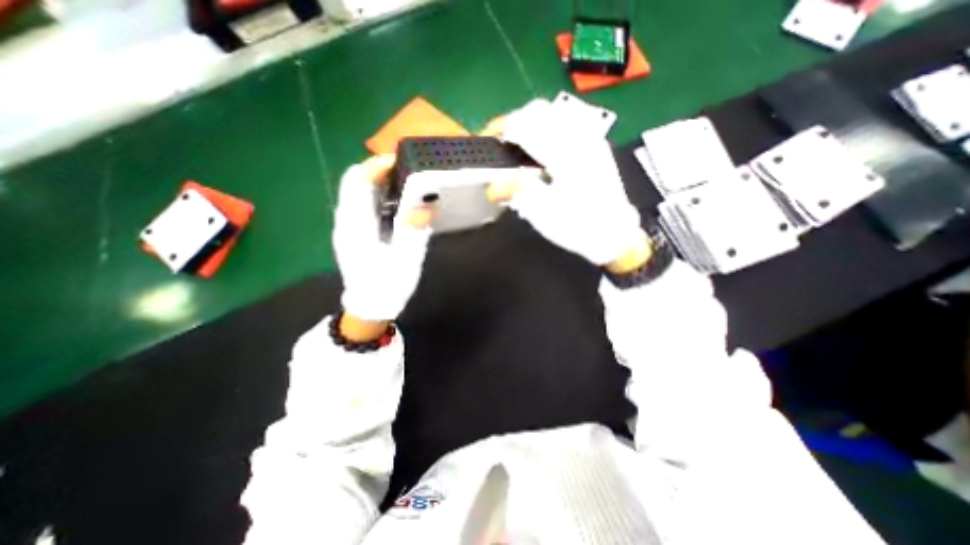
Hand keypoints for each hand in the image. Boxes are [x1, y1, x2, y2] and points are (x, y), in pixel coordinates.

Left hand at [336, 155, 433, 329]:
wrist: (370, 309)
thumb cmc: (387, 287)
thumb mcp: (406, 259)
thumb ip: (414, 229)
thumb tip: (425, 202)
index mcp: (355, 225)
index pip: (357, 181)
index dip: (377, 165)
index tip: (402, 160)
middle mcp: (346, 221)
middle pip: (356, 182)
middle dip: (380, 171)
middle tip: (409, 172)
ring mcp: (348, 227)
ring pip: (359, 192)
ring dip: (381, 183)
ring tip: (408, 185)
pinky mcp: (354, 233)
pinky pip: (364, 205)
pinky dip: (380, 196)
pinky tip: (398, 205)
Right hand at [482, 98, 641, 266]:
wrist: (614, 235)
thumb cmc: (579, 226)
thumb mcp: (544, 213)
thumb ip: (517, 191)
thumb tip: (493, 185)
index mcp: (565, 153)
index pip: (525, 124)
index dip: (501, 128)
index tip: (487, 139)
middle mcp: (580, 137)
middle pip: (539, 110)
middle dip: (514, 122)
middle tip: (501, 143)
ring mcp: (590, 138)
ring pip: (554, 113)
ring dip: (530, 123)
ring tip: (519, 145)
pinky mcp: (595, 145)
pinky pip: (566, 123)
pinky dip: (546, 128)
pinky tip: (541, 150)